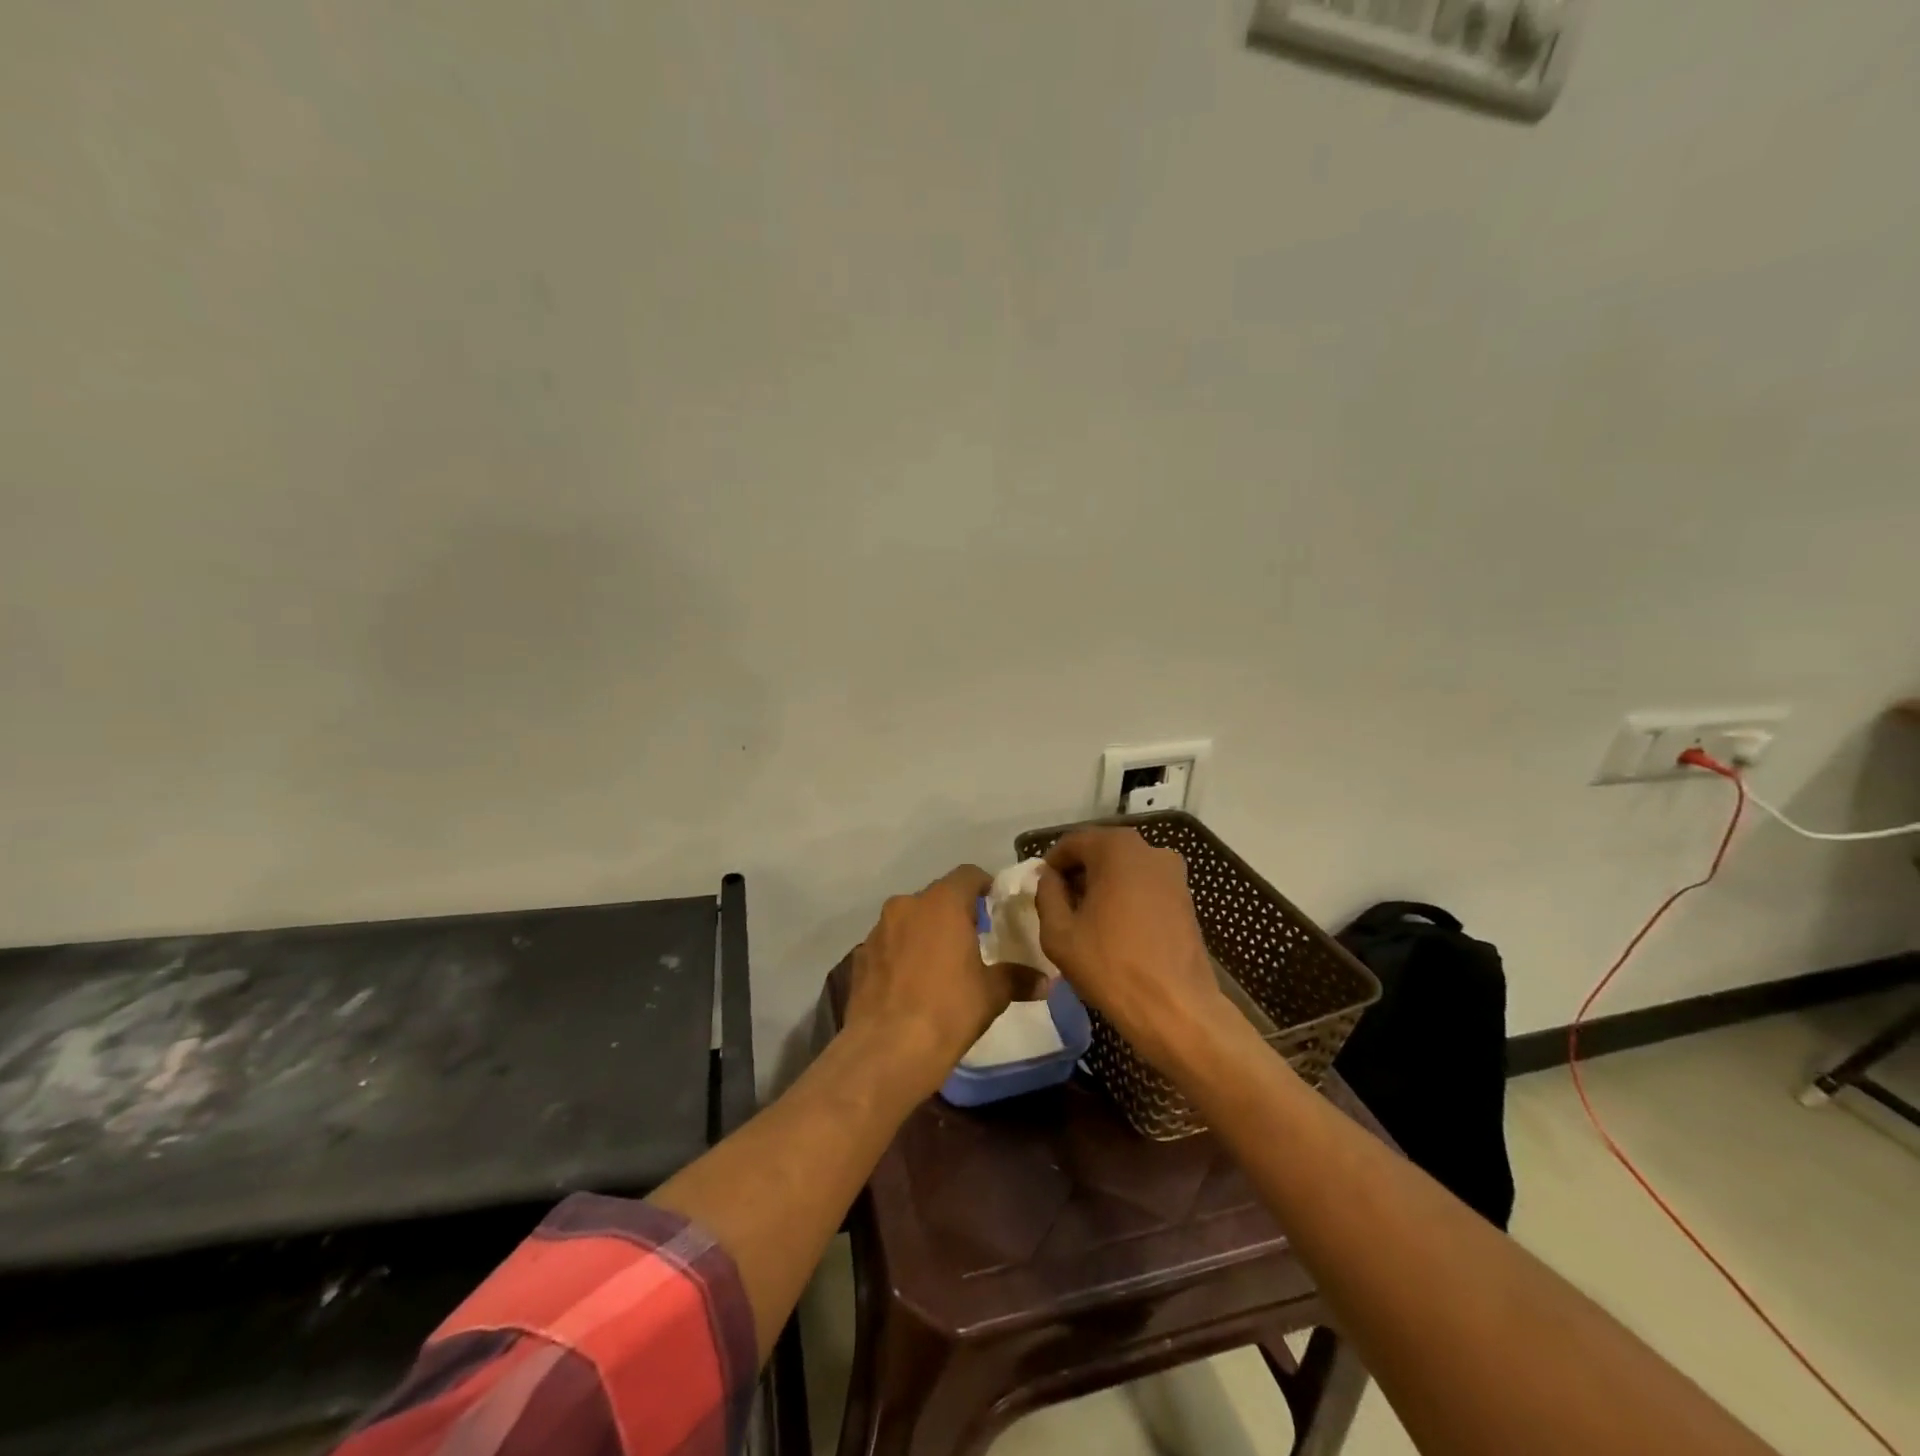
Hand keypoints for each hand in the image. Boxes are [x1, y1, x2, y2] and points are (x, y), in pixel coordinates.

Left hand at [845, 866, 1037, 1094]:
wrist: (887, 1050)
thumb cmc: (948, 1011)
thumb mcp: (992, 994)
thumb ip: (1017, 978)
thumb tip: (1045, 981)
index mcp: (942, 903)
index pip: (967, 875)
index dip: (983, 886)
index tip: (994, 905)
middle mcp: (907, 905)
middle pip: (936, 896)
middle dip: (953, 912)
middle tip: (971, 938)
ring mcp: (878, 929)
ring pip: (908, 919)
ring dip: (924, 932)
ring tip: (939, 963)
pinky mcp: (860, 956)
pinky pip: (888, 944)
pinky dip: (901, 953)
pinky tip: (909, 983)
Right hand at [1034, 828, 1226, 1068]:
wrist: (1176, 1008)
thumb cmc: (1110, 965)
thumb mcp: (1059, 932)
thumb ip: (1047, 895)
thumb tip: (1049, 878)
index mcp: (1116, 848)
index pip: (1072, 843)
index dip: (1052, 865)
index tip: (1042, 891)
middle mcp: (1149, 849)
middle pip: (1101, 851)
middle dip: (1078, 874)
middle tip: (1061, 906)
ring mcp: (1173, 873)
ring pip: (1125, 868)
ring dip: (1103, 885)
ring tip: (1088, 921)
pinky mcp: (1186, 897)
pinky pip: (1145, 886)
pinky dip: (1127, 897)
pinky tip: (1117, 929)